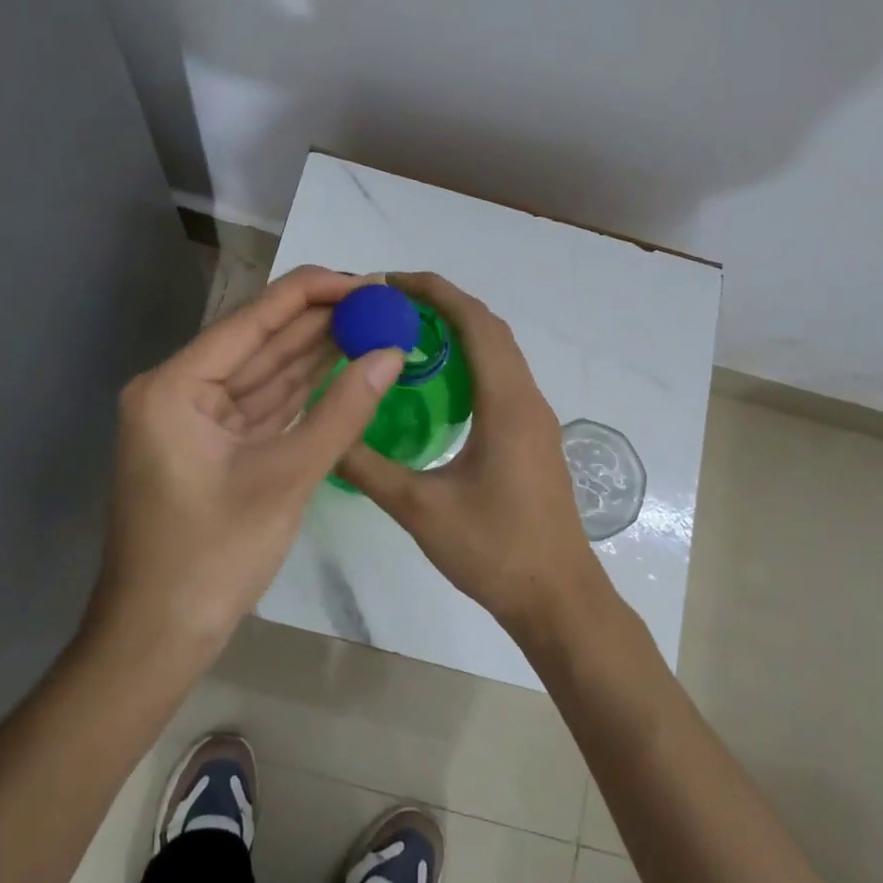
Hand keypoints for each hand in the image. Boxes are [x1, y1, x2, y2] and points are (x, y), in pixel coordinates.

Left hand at [88, 265, 404, 664]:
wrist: (157, 640)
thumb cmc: (211, 557)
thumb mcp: (285, 478)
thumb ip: (342, 412)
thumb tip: (392, 354)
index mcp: (176, 384)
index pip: (254, 318)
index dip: (314, 293)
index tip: (368, 283)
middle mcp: (181, 390)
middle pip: (261, 340)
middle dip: (321, 321)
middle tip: (381, 302)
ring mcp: (197, 419)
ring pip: (266, 372)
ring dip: (317, 352)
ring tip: (374, 325)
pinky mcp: (215, 446)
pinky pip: (265, 405)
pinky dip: (304, 390)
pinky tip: (344, 367)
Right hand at [335, 272, 603, 633]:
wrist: (558, 599)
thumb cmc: (494, 551)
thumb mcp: (420, 510)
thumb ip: (368, 467)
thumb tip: (324, 432)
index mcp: (507, 403)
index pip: (474, 323)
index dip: (435, 292)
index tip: (390, 282)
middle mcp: (527, 399)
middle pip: (490, 328)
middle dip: (443, 304)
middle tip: (390, 305)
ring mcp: (536, 418)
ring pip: (500, 352)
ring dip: (459, 331)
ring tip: (408, 333)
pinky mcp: (534, 437)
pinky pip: (502, 378)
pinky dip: (471, 361)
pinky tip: (438, 385)